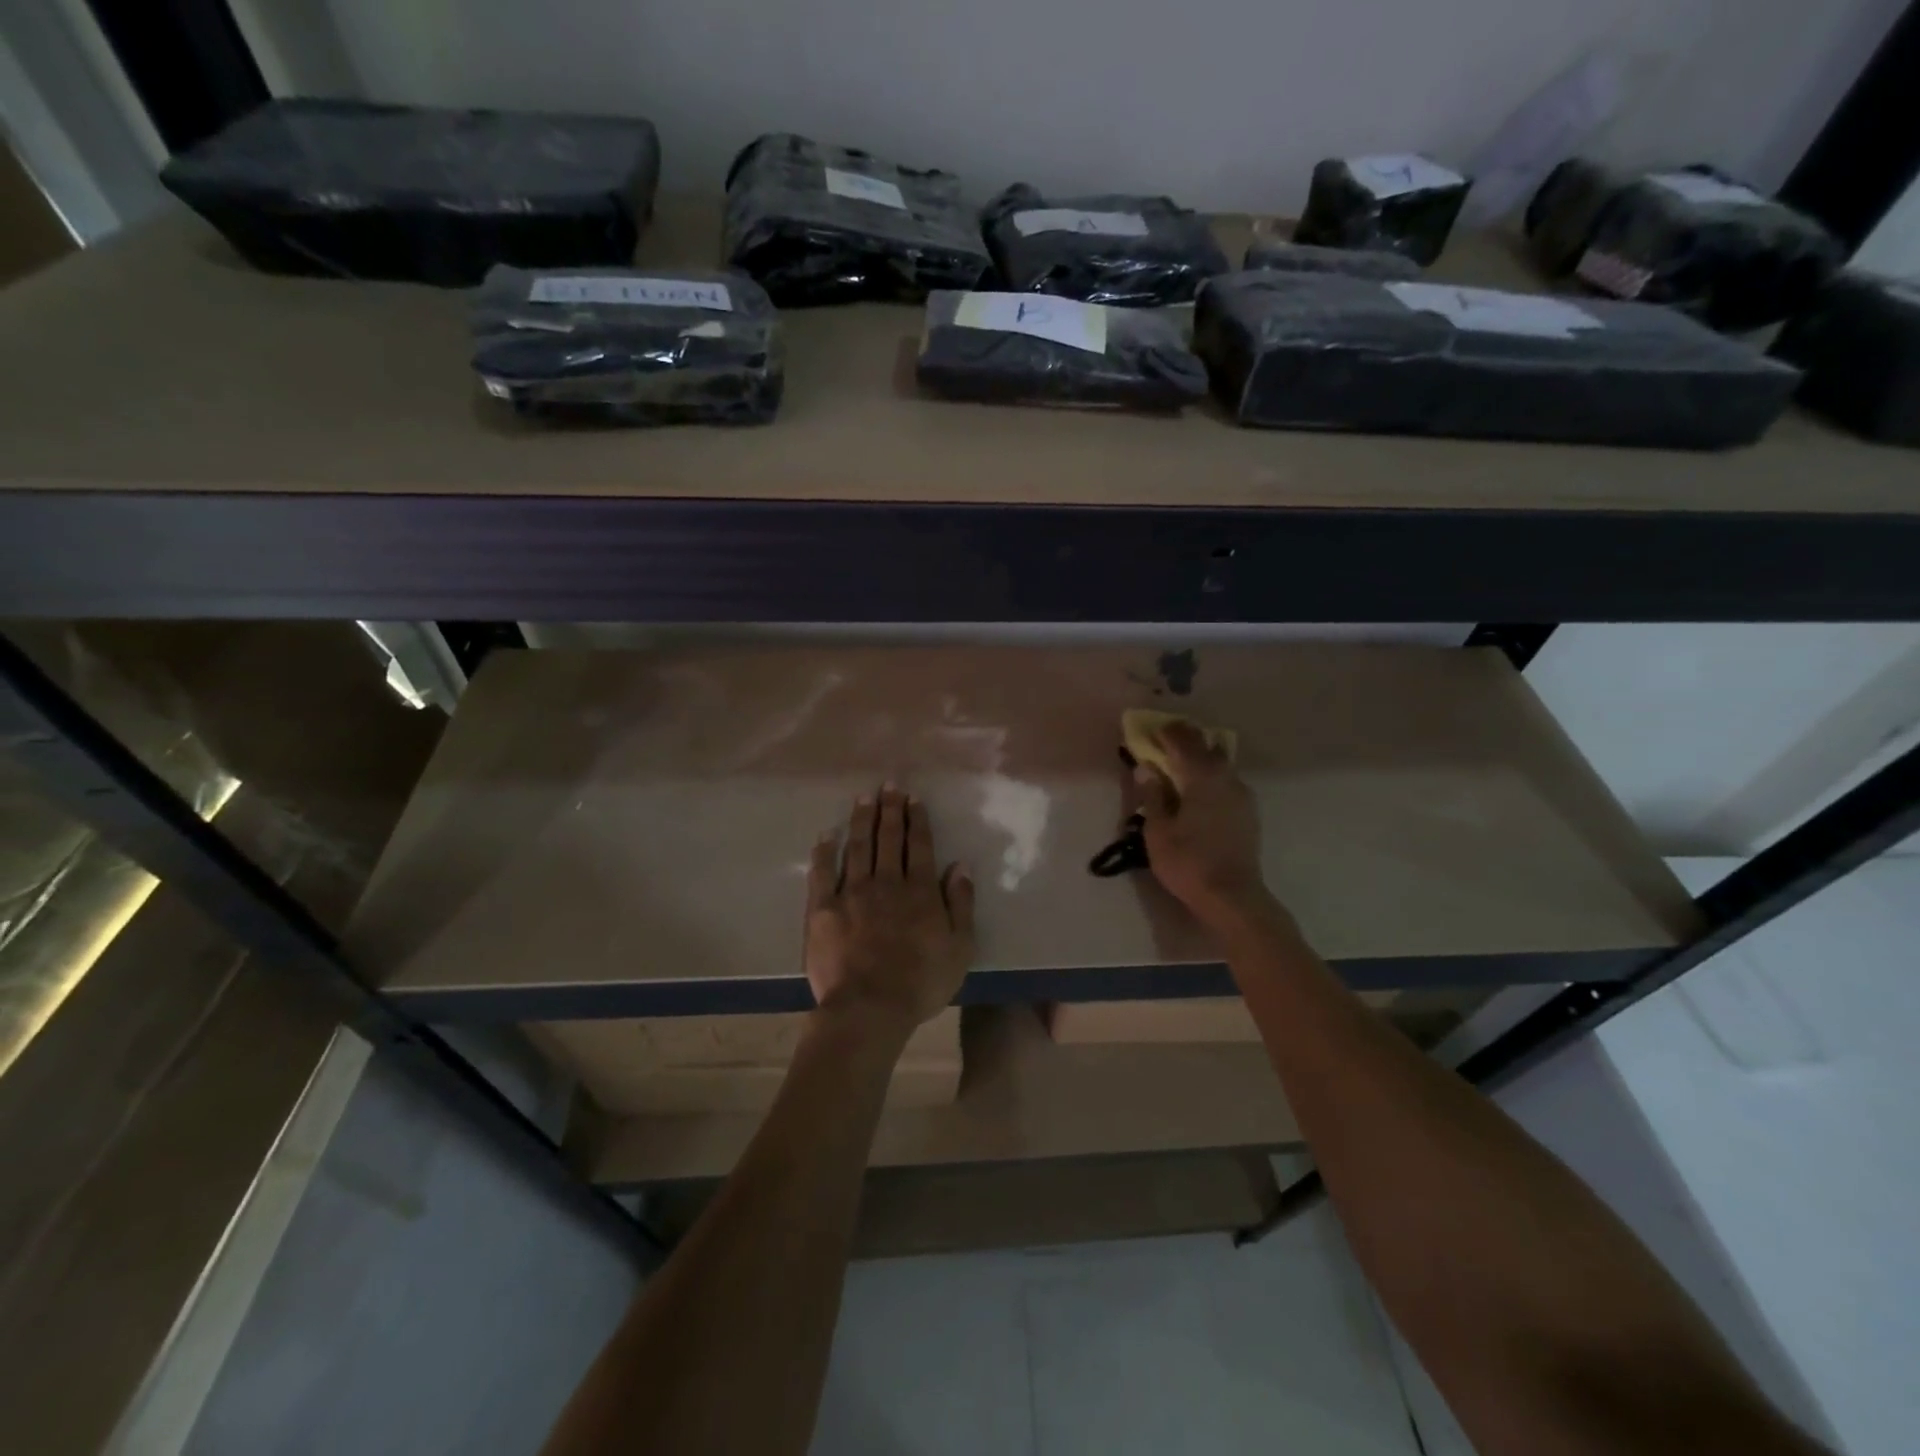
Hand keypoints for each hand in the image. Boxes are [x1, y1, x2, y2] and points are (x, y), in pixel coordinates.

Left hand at [805, 786, 974, 1029]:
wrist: (869, 1007)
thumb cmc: (921, 982)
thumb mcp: (960, 948)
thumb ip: (961, 904)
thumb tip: (960, 866)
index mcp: (920, 891)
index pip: (919, 846)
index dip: (916, 820)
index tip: (913, 798)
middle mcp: (886, 882)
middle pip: (888, 839)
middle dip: (890, 810)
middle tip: (889, 786)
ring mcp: (852, 893)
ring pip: (858, 847)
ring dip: (862, 820)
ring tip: (863, 798)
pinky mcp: (823, 909)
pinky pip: (822, 873)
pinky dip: (824, 851)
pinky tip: (826, 834)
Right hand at [1136, 721, 1271, 925]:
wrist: (1233, 896)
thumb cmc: (1188, 861)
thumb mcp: (1158, 830)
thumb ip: (1152, 795)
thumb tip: (1146, 768)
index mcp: (1201, 777)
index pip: (1182, 742)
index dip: (1165, 733)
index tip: (1149, 730)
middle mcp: (1226, 778)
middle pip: (1206, 746)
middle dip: (1185, 739)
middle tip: (1164, 740)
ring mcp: (1242, 795)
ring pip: (1220, 763)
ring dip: (1200, 757)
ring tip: (1180, 764)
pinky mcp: (1248, 812)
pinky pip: (1227, 781)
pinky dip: (1211, 776)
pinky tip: (1200, 790)